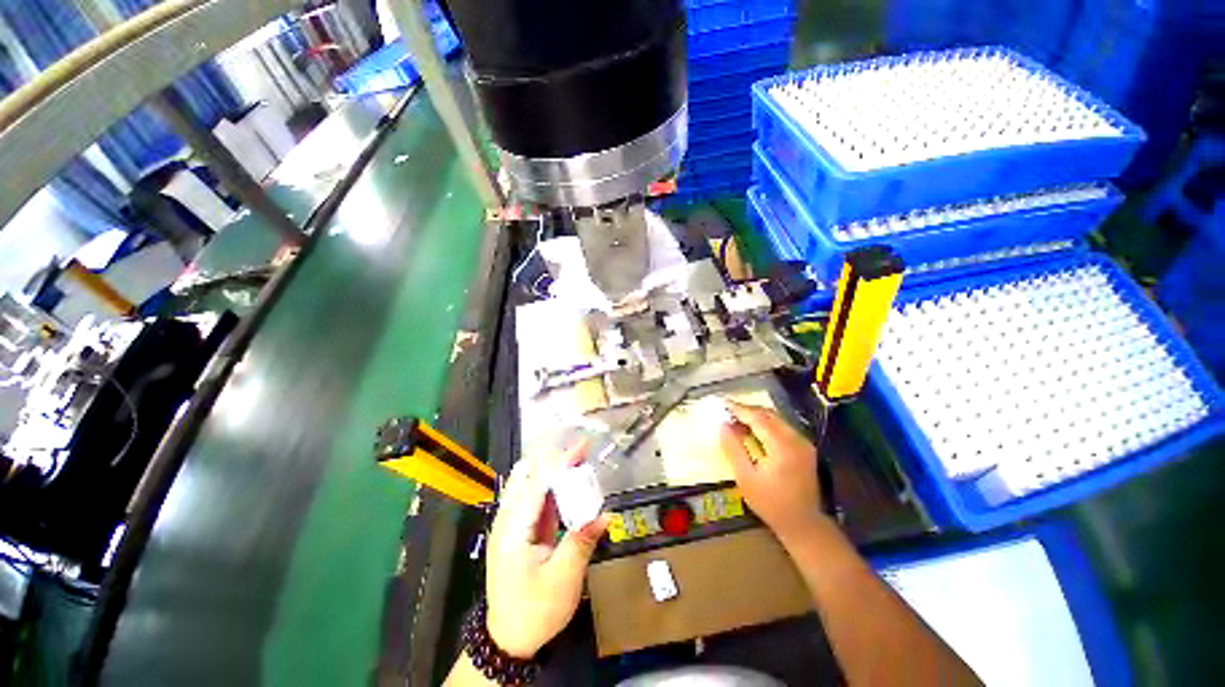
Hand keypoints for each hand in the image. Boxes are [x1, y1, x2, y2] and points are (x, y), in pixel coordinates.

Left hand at [485, 442, 608, 658]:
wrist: (509, 639)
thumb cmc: (534, 611)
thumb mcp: (563, 580)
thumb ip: (581, 542)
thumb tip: (605, 514)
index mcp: (513, 529)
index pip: (537, 483)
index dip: (560, 462)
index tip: (582, 447)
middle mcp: (507, 519)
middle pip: (526, 474)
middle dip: (553, 459)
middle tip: (581, 454)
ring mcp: (511, 523)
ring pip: (529, 482)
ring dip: (553, 469)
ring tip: (579, 463)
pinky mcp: (519, 529)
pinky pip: (535, 498)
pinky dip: (553, 486)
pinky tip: (570, 485)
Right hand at [719, 402, 823, 540]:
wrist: (803, 524)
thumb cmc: (771, 504)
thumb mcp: (745, 478)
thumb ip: (733, 449)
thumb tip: (722, 425)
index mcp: (783, 447)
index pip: (758, 418)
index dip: (739, 409)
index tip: (722, 403)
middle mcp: (796, 440)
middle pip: (769, 415)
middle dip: (747, 410)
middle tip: (727, 410)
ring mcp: (803, 443)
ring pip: (776, 419)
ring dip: (755, 416)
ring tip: (736, 418)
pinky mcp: (804, 448)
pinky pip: (781, 427)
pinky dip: (765, 424)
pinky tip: (752, 430)